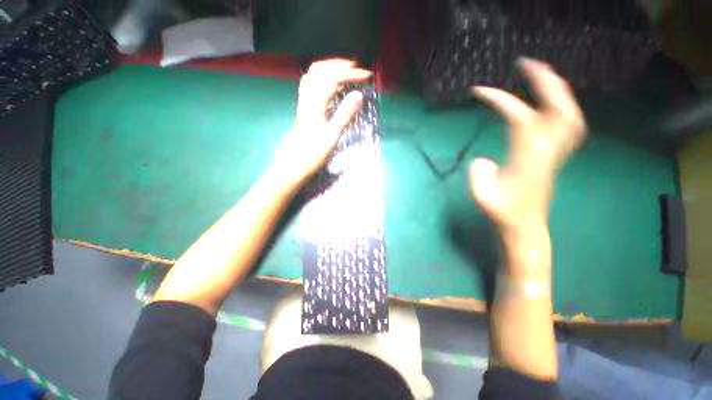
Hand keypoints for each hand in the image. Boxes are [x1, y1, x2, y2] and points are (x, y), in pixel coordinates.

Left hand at [273, 59, 370, 188]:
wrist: (295, 165)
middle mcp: (307, 100)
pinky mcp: (304, 111)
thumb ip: (344, 115)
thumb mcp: (332, 136)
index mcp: (315, 104)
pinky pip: (312, 88)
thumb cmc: (313, 154)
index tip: (367, 76)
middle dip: (337, 65)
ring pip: (312, 77)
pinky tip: (332, 89)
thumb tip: (358, 95)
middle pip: (318, 70)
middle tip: (354, 67)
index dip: (350, 74)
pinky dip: (323, 81)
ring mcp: (304, 104)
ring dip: (328, 70)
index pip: (332, 79)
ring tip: (344, 73)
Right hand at [469, 58, 585, 228]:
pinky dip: (560, 107)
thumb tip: (482, 160)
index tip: (480, 91)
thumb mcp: (484, 198)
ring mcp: (555, 153)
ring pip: (569, 115)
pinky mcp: (554, 157)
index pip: (520, 118)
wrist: (524, 226)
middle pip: (559, 109)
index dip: (502, 100)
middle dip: (546, 83)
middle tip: (529, 65)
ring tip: (542, 76)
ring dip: (557, 92)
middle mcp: (549, 152)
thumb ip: (480, 176)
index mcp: (529, 159)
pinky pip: (566, 125)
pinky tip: (548, 104)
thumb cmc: (503, 214)